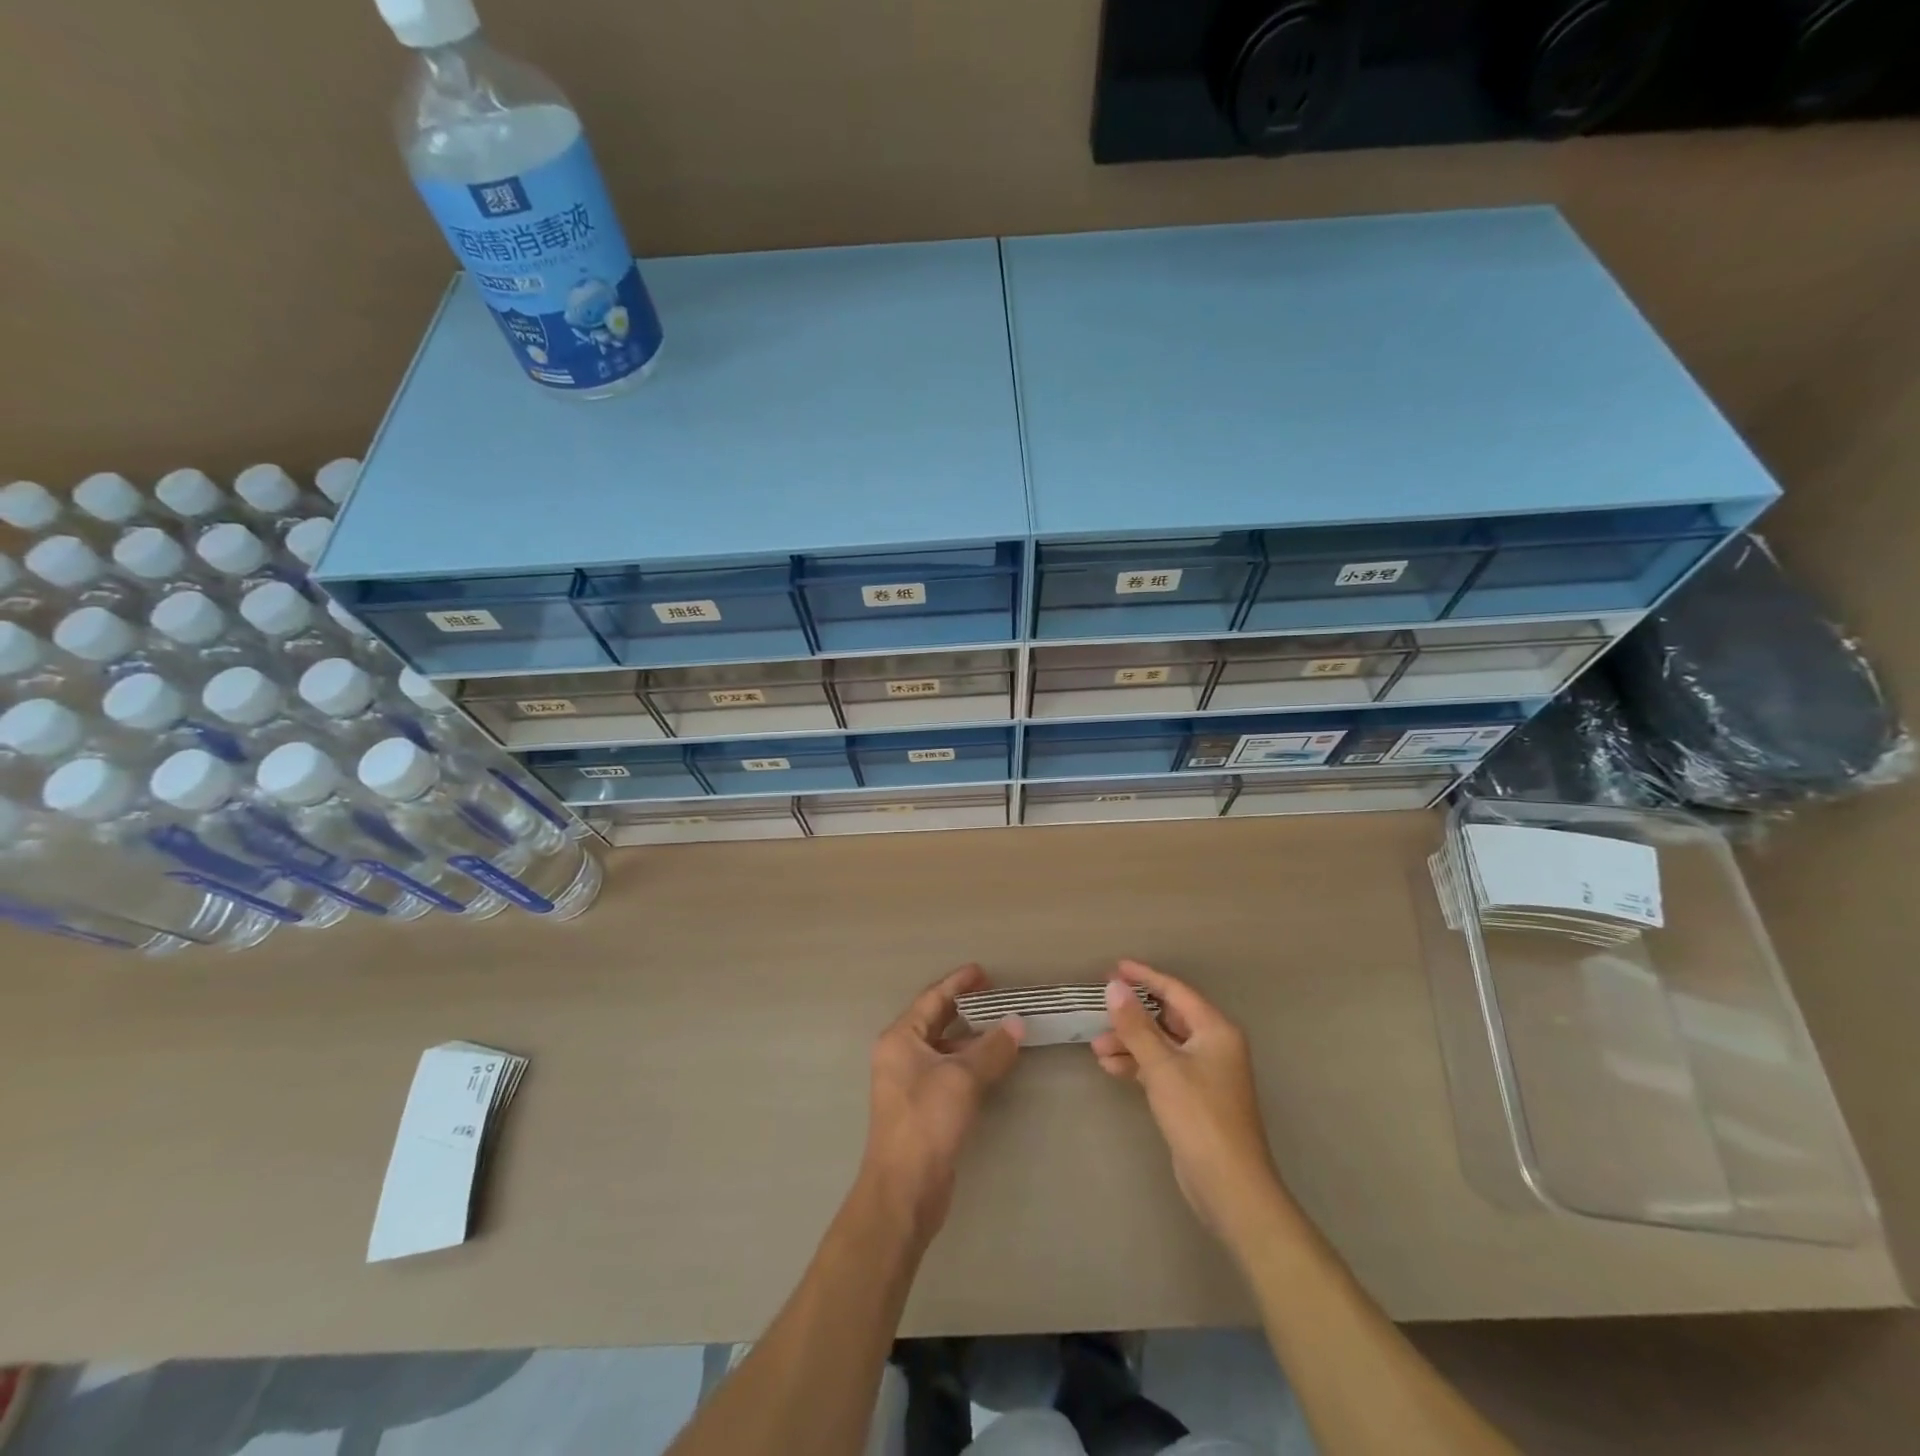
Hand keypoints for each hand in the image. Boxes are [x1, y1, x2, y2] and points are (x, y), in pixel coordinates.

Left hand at [859, 964, 1024, 1242]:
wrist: (904, 1189)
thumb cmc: (926, 1122)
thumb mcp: (962, 1079)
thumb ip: (992, 1048)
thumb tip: (1018, 1022)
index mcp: (900, 1038)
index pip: (932, 998)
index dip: (958, 983)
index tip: (983, 971)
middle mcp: (900, 1055)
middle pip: (936, 1020)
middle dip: (965, 1007)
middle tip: (996, 994)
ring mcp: (910, 1082)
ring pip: (945, 1048)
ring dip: (972, 1037)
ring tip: (1004, 1027)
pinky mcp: (924, 1107)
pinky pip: (949, 1071)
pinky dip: (970, 1062)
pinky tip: (994, 1065)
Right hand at [1092, 960, 1288, 1245]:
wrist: (1230, 1187)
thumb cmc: (1199, 1117)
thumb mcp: (1162, 1067)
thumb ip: (1136, 1026)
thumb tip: (1114, 987)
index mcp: (1215, 1030)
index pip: (1176, 991)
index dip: (1145, 977)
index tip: (1115, 967)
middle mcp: (1214, 1045)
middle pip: (1167, 1018)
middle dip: (1132, 1017)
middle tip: (1100, 1012)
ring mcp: (1206, 1073)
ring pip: (1162, 1045)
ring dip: (1131, 1044)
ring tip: (1097, 1049)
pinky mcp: (1195, 1098)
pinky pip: (1162, 1067)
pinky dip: (1138, 1065)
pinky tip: (1111, 1068)